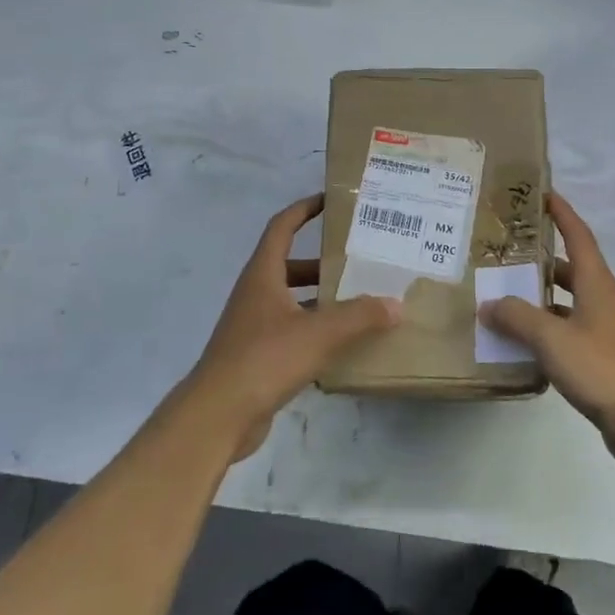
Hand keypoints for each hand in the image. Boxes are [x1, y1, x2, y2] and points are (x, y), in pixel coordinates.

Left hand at [181, 194, 400, 458]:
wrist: (218, 414)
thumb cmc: (264, 359)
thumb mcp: (319, 333)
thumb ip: (360, 316)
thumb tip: (396, 304)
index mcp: (263, 275)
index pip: (282, 227)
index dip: (304, 209)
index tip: (330, 200)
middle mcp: (256, 294)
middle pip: (291, 265)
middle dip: (323, 262)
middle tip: (359, 260)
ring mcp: (254, 326)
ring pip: (293, 301)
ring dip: (322, 299)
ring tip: (360, 302)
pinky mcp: (258, 356)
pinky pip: (292, 332)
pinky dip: (316, 331)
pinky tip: (344, 344)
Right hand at [480, 193, 614, 464]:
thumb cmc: (603, 367)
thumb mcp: (552, 338)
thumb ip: (517, 317)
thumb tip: (488, 303)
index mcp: (596, 283)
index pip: (578, 235)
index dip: (562, 213)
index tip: (543, 193)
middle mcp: (603, 300)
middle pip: (570, 269)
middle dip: (541, 259)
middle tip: (506, 253)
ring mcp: (605, 331)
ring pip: (568, 303)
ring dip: (540, 298)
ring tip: (503, 297)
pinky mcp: (603, 359)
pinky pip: (568, 333)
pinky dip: (546, 331)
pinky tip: (522, 343)